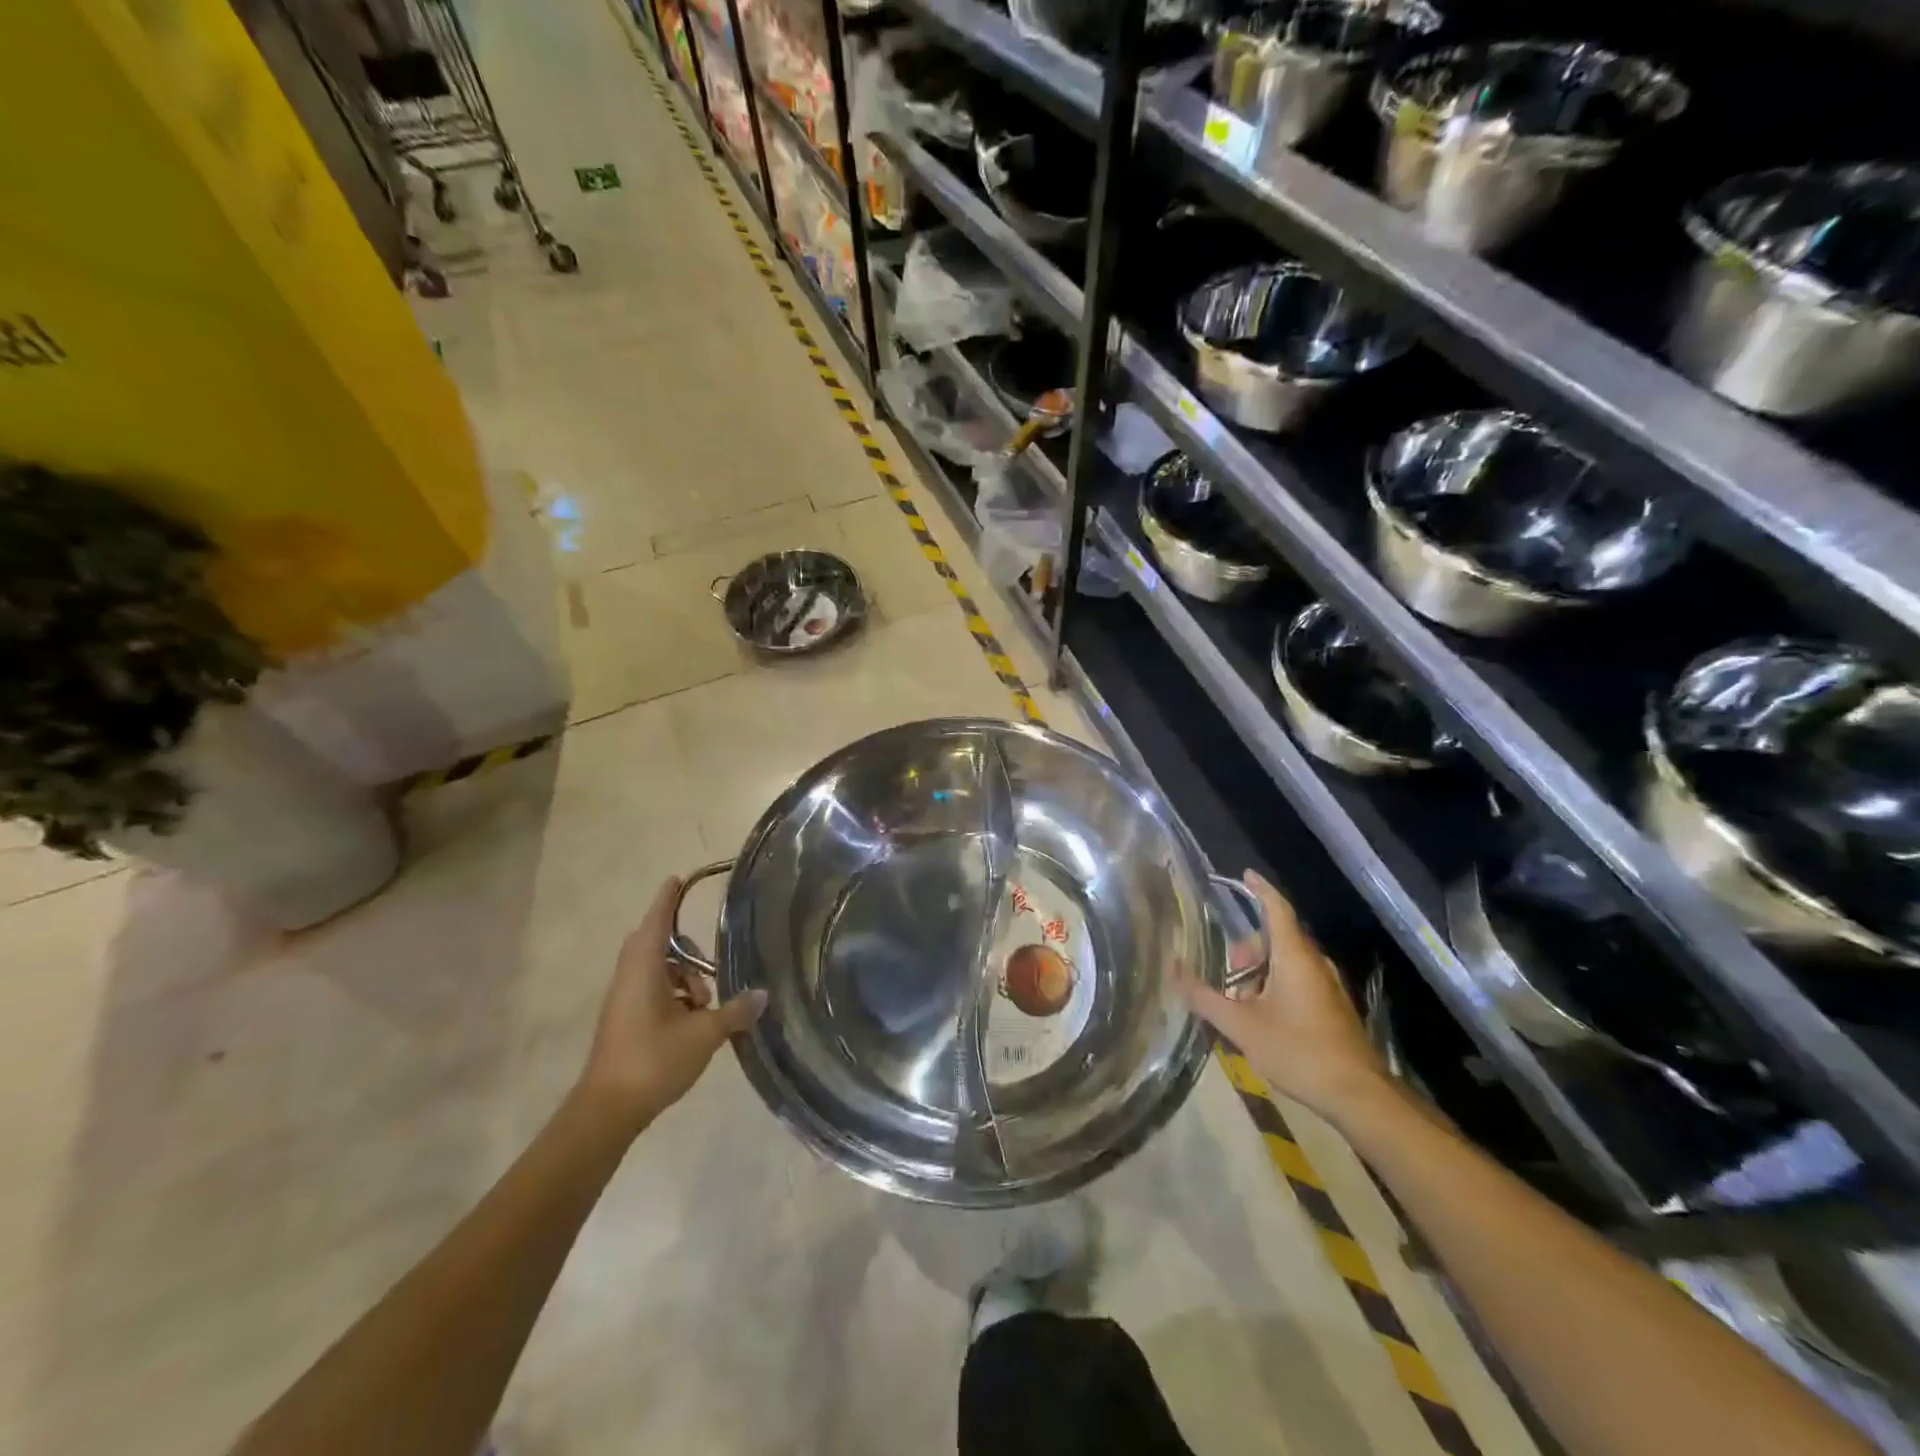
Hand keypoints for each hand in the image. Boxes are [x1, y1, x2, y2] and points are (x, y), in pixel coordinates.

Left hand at [577, 877, 766, 1131]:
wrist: (607, 1111)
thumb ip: (734, 1011)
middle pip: (657, 945)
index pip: (656, 921)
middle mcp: (629, 976)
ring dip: (683, 977)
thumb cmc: (653, 1060)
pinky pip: (651, 991)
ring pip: (656, 971)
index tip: (677, 879)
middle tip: (711, 967)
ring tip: (706, 1004)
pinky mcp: (623, 1021)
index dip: (668, 899)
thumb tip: (762, 994)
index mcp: (644, 968)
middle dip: (686, 950)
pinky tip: (694, 1021)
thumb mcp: (703, 1034)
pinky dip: (673, 995)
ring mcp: (623, 1000)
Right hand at [1177, 871, 1392, 1121]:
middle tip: (1225, 973)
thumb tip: (1174, 969)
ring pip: (1288, 962)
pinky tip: (1262, 1017)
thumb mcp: (1242, 1026)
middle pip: (1277, 938)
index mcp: (1294, 957)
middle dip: (1248, 949)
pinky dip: (1276, 986)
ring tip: (1239, 1002)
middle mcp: (1315, 963)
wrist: (1358, 1096)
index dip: (1260, 889)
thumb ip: (1205, 997)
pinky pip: (1299, 981)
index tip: (1245, 874)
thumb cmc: (1298, 1051)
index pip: (1277, 909)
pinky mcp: (1334, 1007)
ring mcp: (1328, 986)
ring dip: (1260, 973)